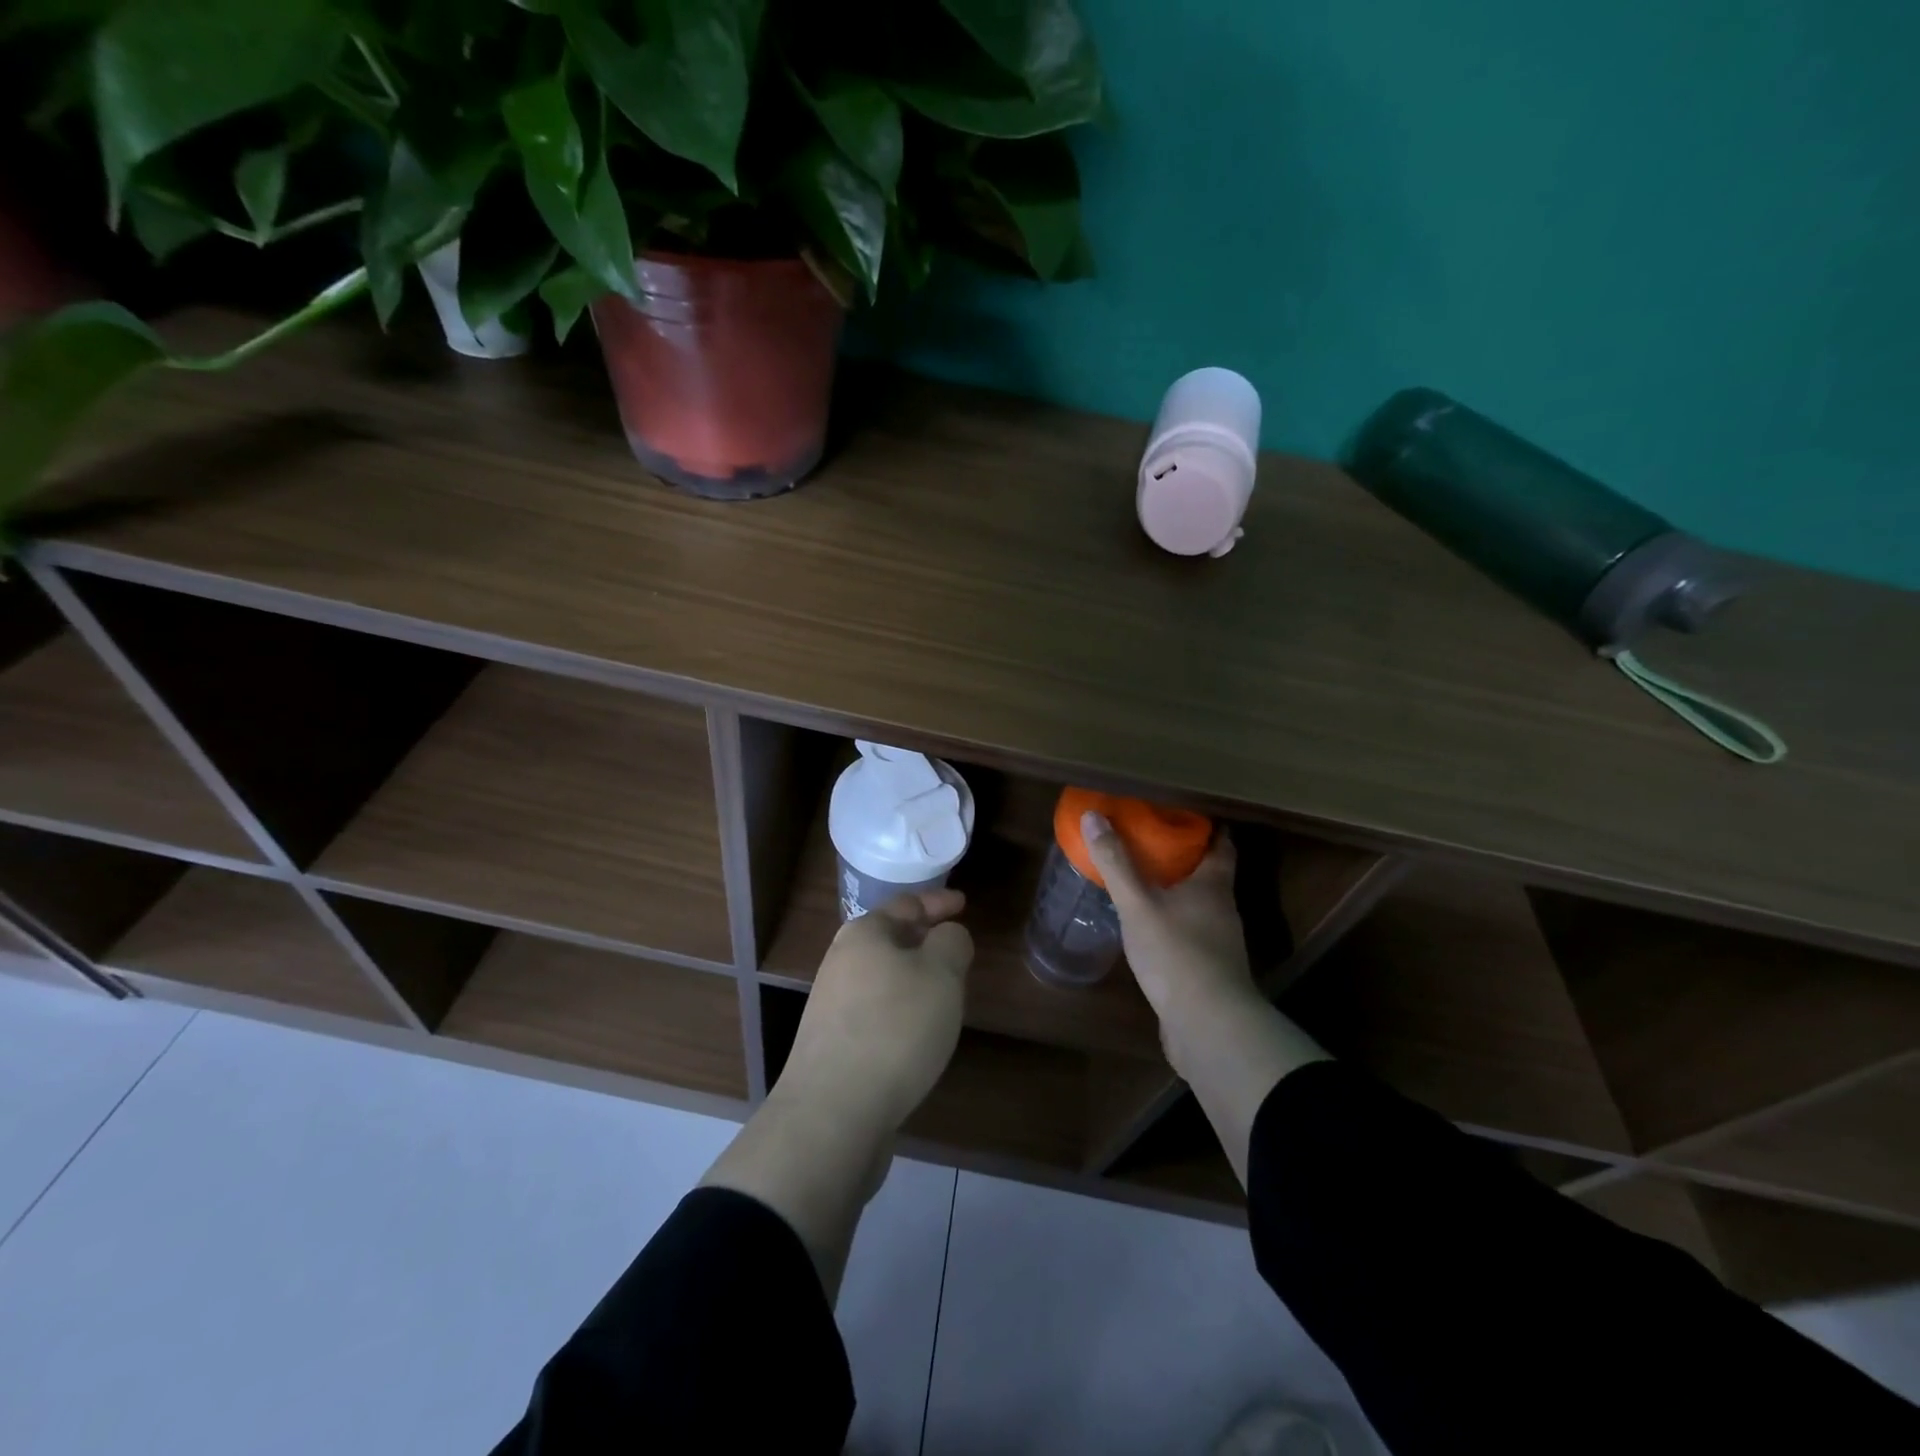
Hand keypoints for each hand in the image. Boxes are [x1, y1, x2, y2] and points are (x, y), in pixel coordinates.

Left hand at [774, 889, 972, 1134]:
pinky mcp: (832, 1042)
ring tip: (944, 993)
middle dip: (924, 941)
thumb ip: (952, 943)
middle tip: (957, 951)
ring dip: (913, 979)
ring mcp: (832, 1003)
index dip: (939, 902)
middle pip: (890, 939)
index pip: (907, 904)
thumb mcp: (942, 974)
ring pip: (883, 976)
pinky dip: (900, 1010)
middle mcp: (841, 960)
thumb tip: (947, 937)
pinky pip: (876, 1011)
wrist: (834, 1112)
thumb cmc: (895, 1028)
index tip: (964, 904)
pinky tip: (916, 1034)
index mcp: (865, 933)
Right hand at [1079, 811, 1254, 1023]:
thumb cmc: (1177, 953)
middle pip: (1209, 874)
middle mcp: (1222, 910)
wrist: (1208, 1027)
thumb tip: (1093, 815)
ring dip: (1175, 893)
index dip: (1206, 828)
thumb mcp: (1138, 904)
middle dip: (1183, 858)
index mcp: (1213, 885)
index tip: (1181, 815)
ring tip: (1140, 883)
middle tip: (1149, 844)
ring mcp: (1218, 944)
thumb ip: (1116, 862)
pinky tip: (1146, 930)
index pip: (1221, 845)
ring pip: (1198, 907)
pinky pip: (1189, 936)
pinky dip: (1171, 925)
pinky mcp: (1208, 972)